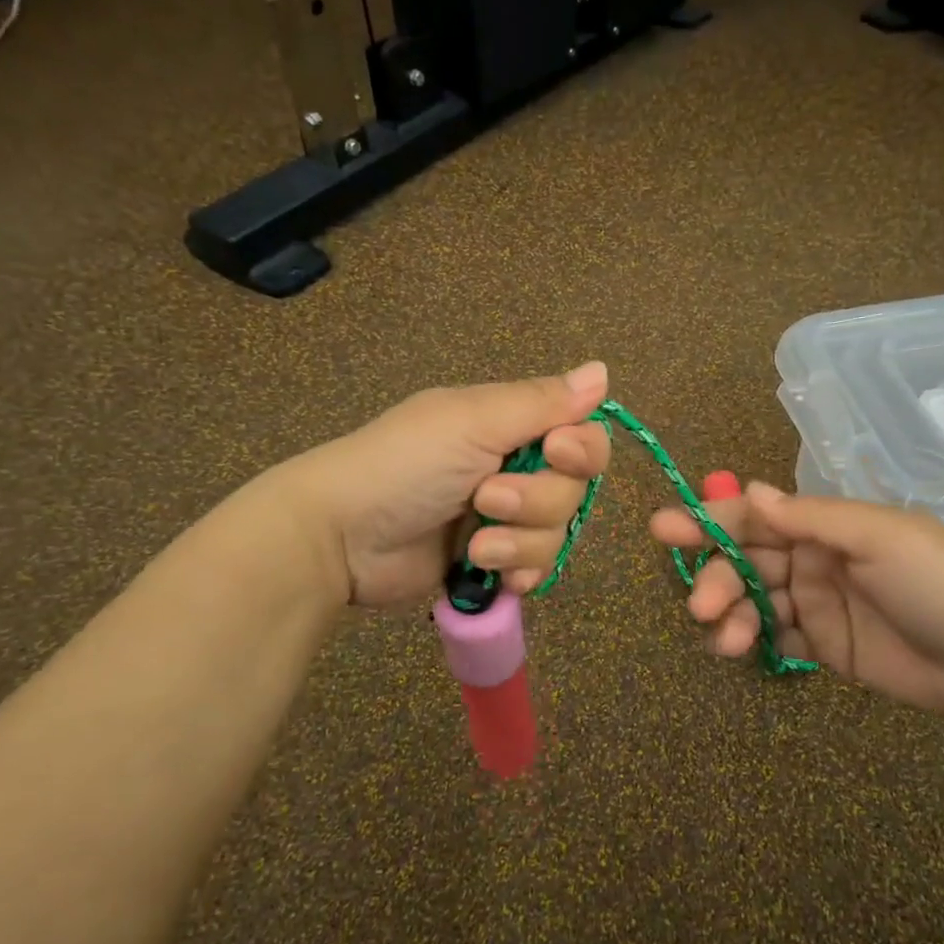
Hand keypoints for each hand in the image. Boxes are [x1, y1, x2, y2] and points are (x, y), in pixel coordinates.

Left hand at [271, 363, 612, 608]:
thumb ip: (541, 402)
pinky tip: (490, 573)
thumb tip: (603, 370)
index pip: (582, 435)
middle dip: (536, 501)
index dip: (581, 449)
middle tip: (486, 498)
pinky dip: (518, 573)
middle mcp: (514, 468)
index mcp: (510, 426)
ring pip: (556, 534)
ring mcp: (502, 520)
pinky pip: (536, 570)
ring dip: (520, 542)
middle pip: (574, 491)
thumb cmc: (405, 465)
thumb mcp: (471, 421)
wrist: (340, 537)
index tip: (554, 452)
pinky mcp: (490, 563)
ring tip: (475, 544)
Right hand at [649, 482, 943, 719]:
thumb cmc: (939, 583)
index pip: (754, 518)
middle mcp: (813, 559)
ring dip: (731, 616)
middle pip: (745, 562)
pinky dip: (750, 642)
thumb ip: (809, 517)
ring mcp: (816, 604)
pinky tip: (737, 651)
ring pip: (753, 602)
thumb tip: (746, 490)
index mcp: (825, 526)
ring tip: (725, 640)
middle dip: (717, 579)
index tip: (664, 530)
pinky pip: (774, 639)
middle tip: (701, 606)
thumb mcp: (878, 537)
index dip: (708, 521)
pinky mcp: (823, 647)